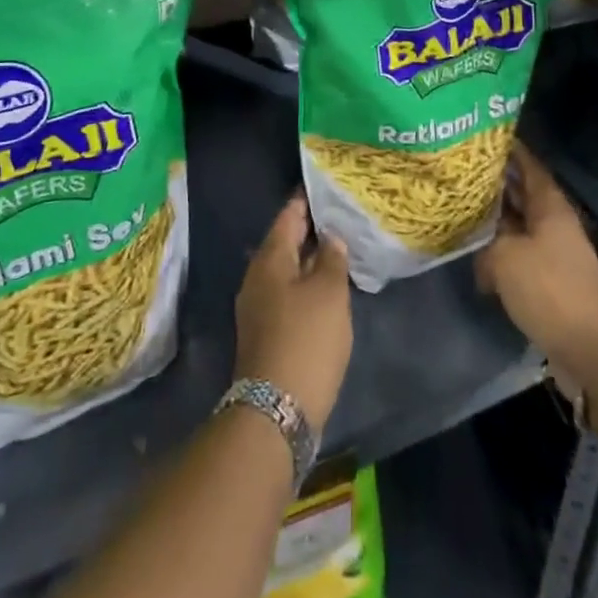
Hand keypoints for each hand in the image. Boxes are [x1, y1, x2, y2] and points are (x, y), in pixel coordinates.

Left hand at [234, 196, 352, 434]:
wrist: (276, 412)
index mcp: (269, 259)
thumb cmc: (306, 340)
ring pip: (286, 270)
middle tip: (339, 215)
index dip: (307, 200)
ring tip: (338, 249)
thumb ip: (331, 258)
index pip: (289, 216)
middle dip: (309, 229)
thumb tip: (329, 238)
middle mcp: (257, 278)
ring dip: (308, 259)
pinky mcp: (265, 333)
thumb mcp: (329, 293)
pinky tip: (327, 289)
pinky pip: (287, 294)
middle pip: (284, 242)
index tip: (325, 185)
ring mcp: (258, 307)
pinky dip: (305, 284)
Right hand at [476, 144, 597, 394]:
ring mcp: (553, 252)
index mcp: (550, 205)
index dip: (507, 149)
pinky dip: (498, 251)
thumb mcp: (506, 258)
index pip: (528, 164)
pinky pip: (519, 255)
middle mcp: (553, 222)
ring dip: (493, 220)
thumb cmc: (550, 289)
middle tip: (458, 171)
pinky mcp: (549, 281)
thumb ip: (485, 244)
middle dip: (494, 183)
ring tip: (459, 208)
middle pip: (521, 193)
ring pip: (518, 225)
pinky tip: (474, 254)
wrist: (591, 348)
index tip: (480, 137)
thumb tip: (478, 251)